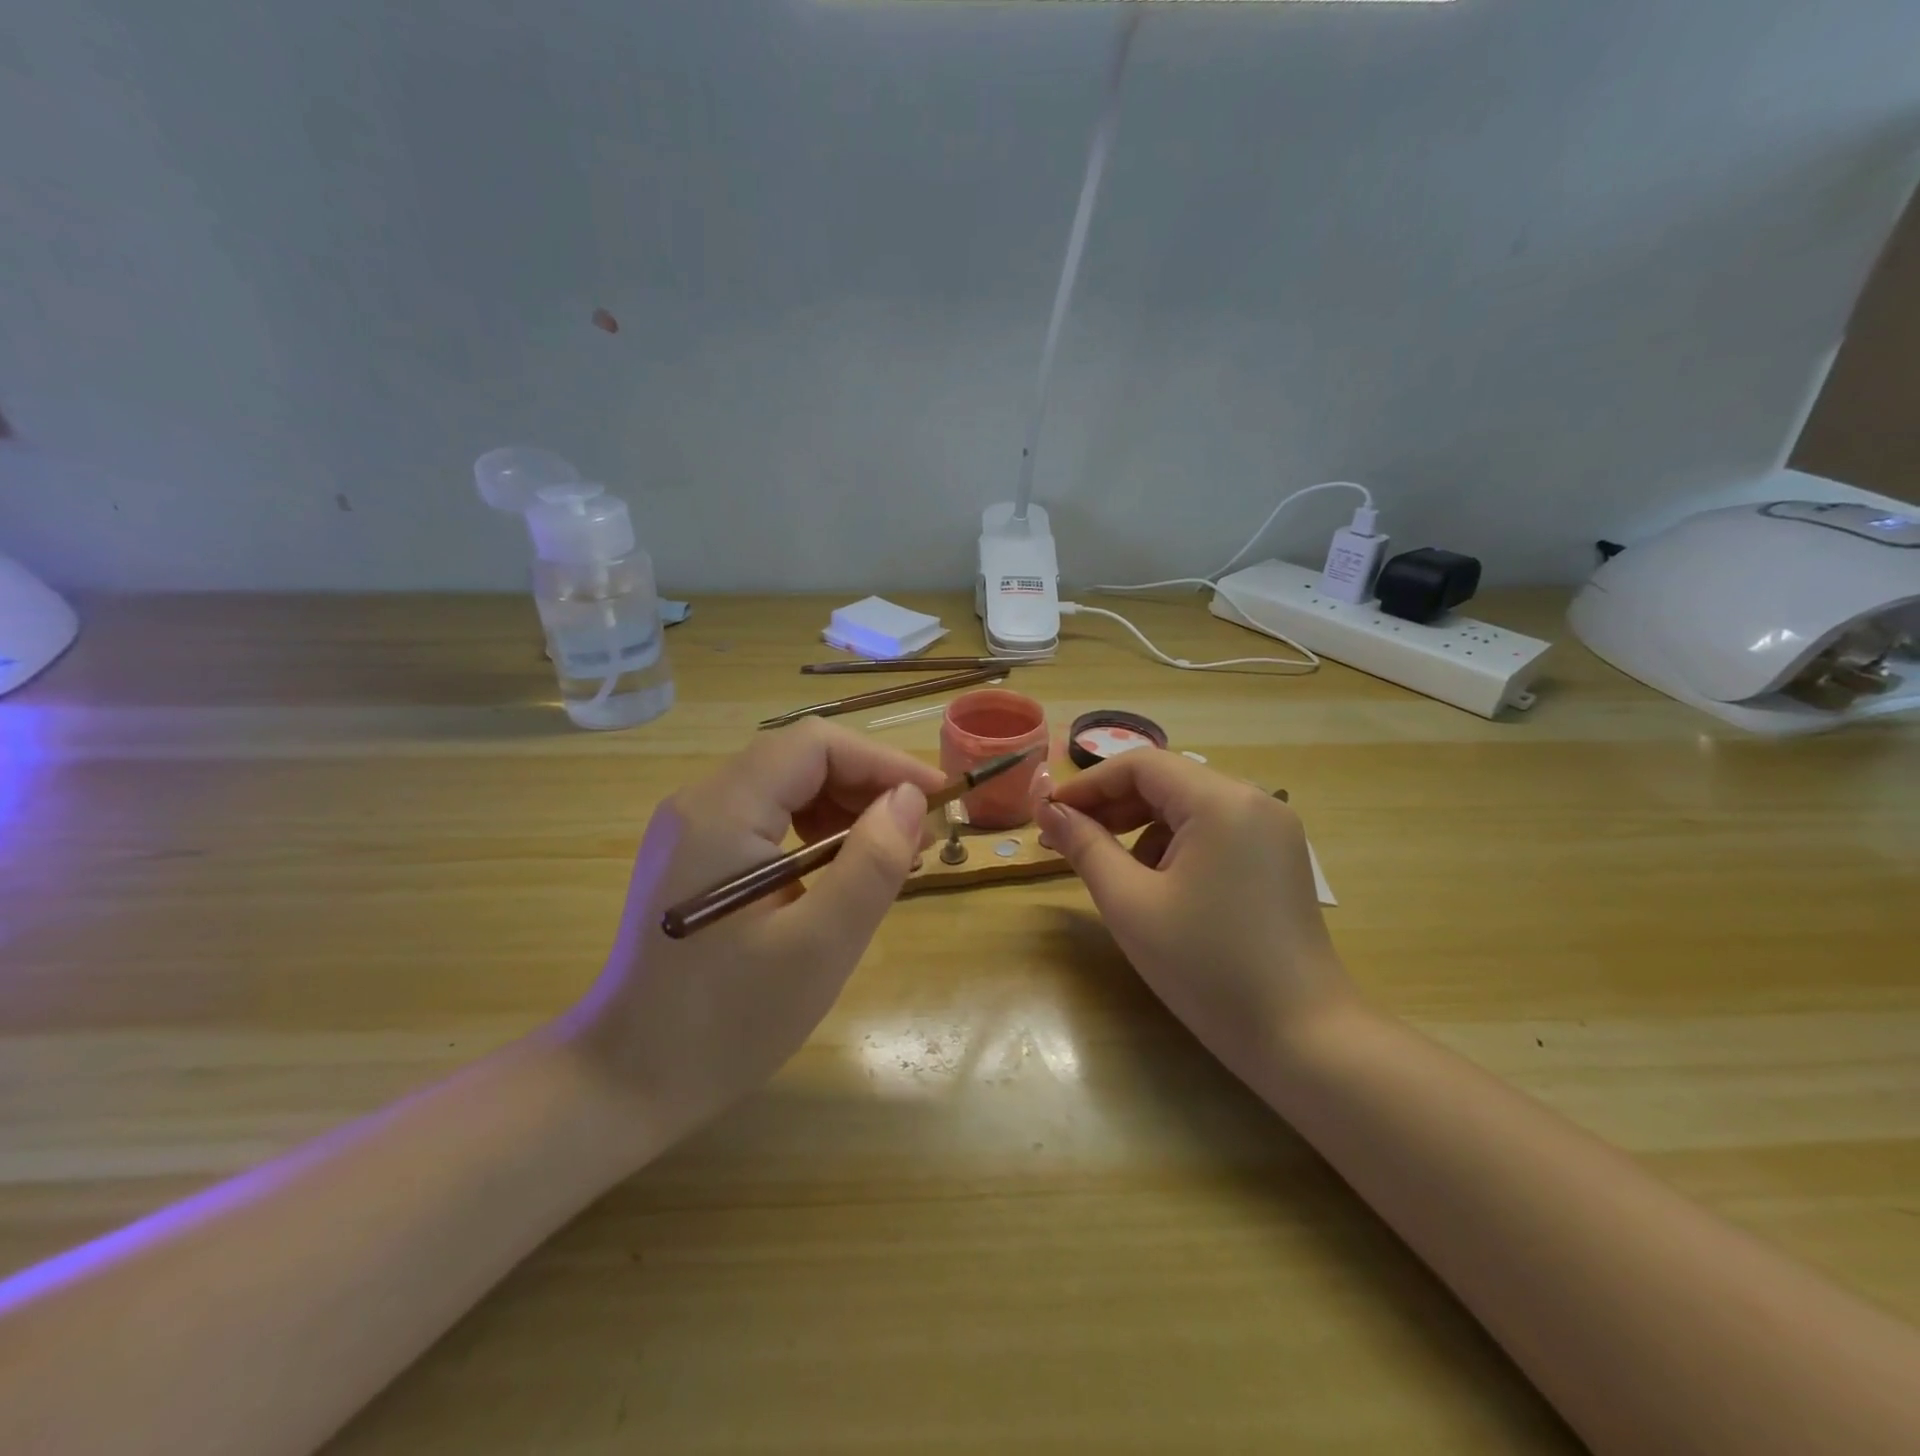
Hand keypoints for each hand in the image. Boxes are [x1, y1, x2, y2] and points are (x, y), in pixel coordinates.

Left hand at [571, 720, 944, 1143]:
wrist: (626, 1081)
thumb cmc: (727, 1021)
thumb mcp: (819, 946)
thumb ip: (872, 863)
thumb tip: (910, 799)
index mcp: (723, 810)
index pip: (815, 744)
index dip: (883, 761)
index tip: (935, 799)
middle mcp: (700, 801)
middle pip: (800, 759)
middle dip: (868, 785)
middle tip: (919, 835)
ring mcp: (691, 828)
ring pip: (786, 786)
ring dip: (845, 808)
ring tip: (891, 855)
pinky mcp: (694, 856)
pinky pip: (767, 818)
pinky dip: (814, 832)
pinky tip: (842, 872)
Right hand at [1035, 751, 1354, 1085]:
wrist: (1303, 1038)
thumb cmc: (1207, 967)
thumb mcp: (1130, 903)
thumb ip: (1084, 847)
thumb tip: (1048, 812)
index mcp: (1222, 801)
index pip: (1140, 765)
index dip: (1088, 783)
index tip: (1049, 813)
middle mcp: (1254, 800)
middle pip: (1166, 781)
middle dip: (1112, 806)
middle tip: (1067, 839)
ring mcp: (1273, 829)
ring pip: (1189, 807)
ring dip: (1141, 827)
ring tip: (1111, 870)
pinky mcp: (1278, 858)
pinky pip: (1214, 831)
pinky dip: (1176, 845)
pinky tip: (1159, 887)